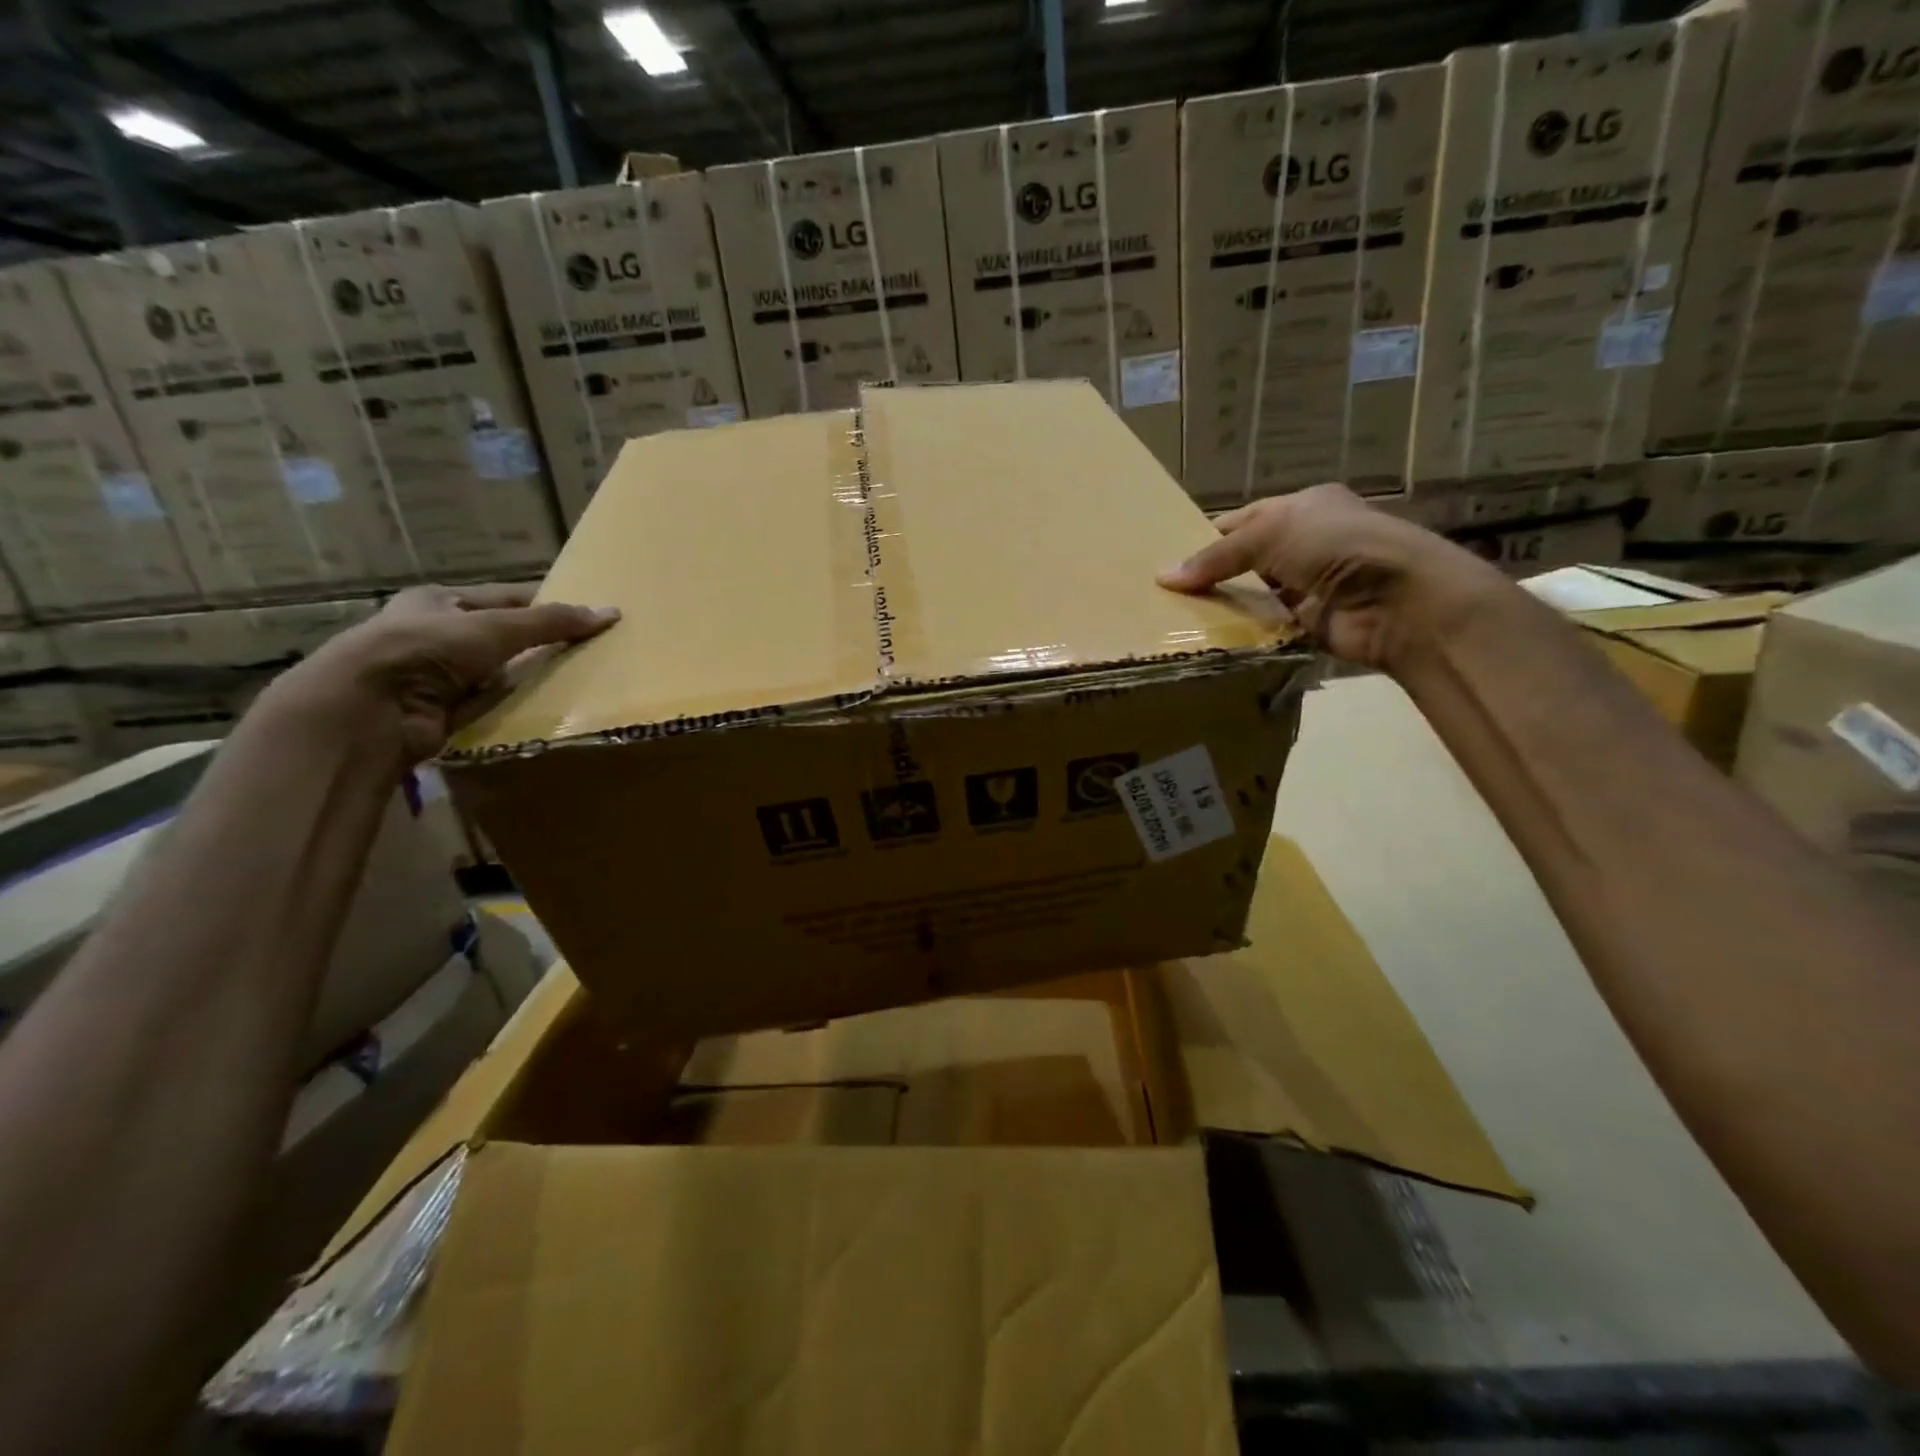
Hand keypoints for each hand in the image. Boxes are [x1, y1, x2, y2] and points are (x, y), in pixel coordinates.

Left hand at [279, 584, 618, 763]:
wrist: (370, 709)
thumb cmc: (426, 649)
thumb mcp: (495, 627)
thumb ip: (551, 622)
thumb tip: (611, 613)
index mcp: (439, 601)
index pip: (507, 599)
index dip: (546, 606)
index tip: (587, 618)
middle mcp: (436, 635)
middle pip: (505, 638)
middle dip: (540, 645)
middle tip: (589, 651)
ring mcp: (437, 676)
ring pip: (500, 673)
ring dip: (529, 678)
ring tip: (578, 680)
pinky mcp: (443, 712)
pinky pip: (492, 705)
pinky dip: (514, 706)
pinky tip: (545, 708)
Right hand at [1157, 484, 1504, 671]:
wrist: (1399, 600)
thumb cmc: (1337, 546)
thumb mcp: (1270, 534)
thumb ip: (1217, 556)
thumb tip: (1163, 577)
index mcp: (1304, 508)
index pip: (1244, 519)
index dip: (1208, 536)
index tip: (1169, 558)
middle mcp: (1308, 543)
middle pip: (1247, 559)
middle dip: (1212, 573)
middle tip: (1166, 592)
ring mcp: (1310, 585)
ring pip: (1254, 594)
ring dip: (1224, 604)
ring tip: (1176, 616)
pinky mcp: (1310, 623)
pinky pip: (1267, 625)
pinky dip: (1243, 630)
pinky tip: (1209, 636)